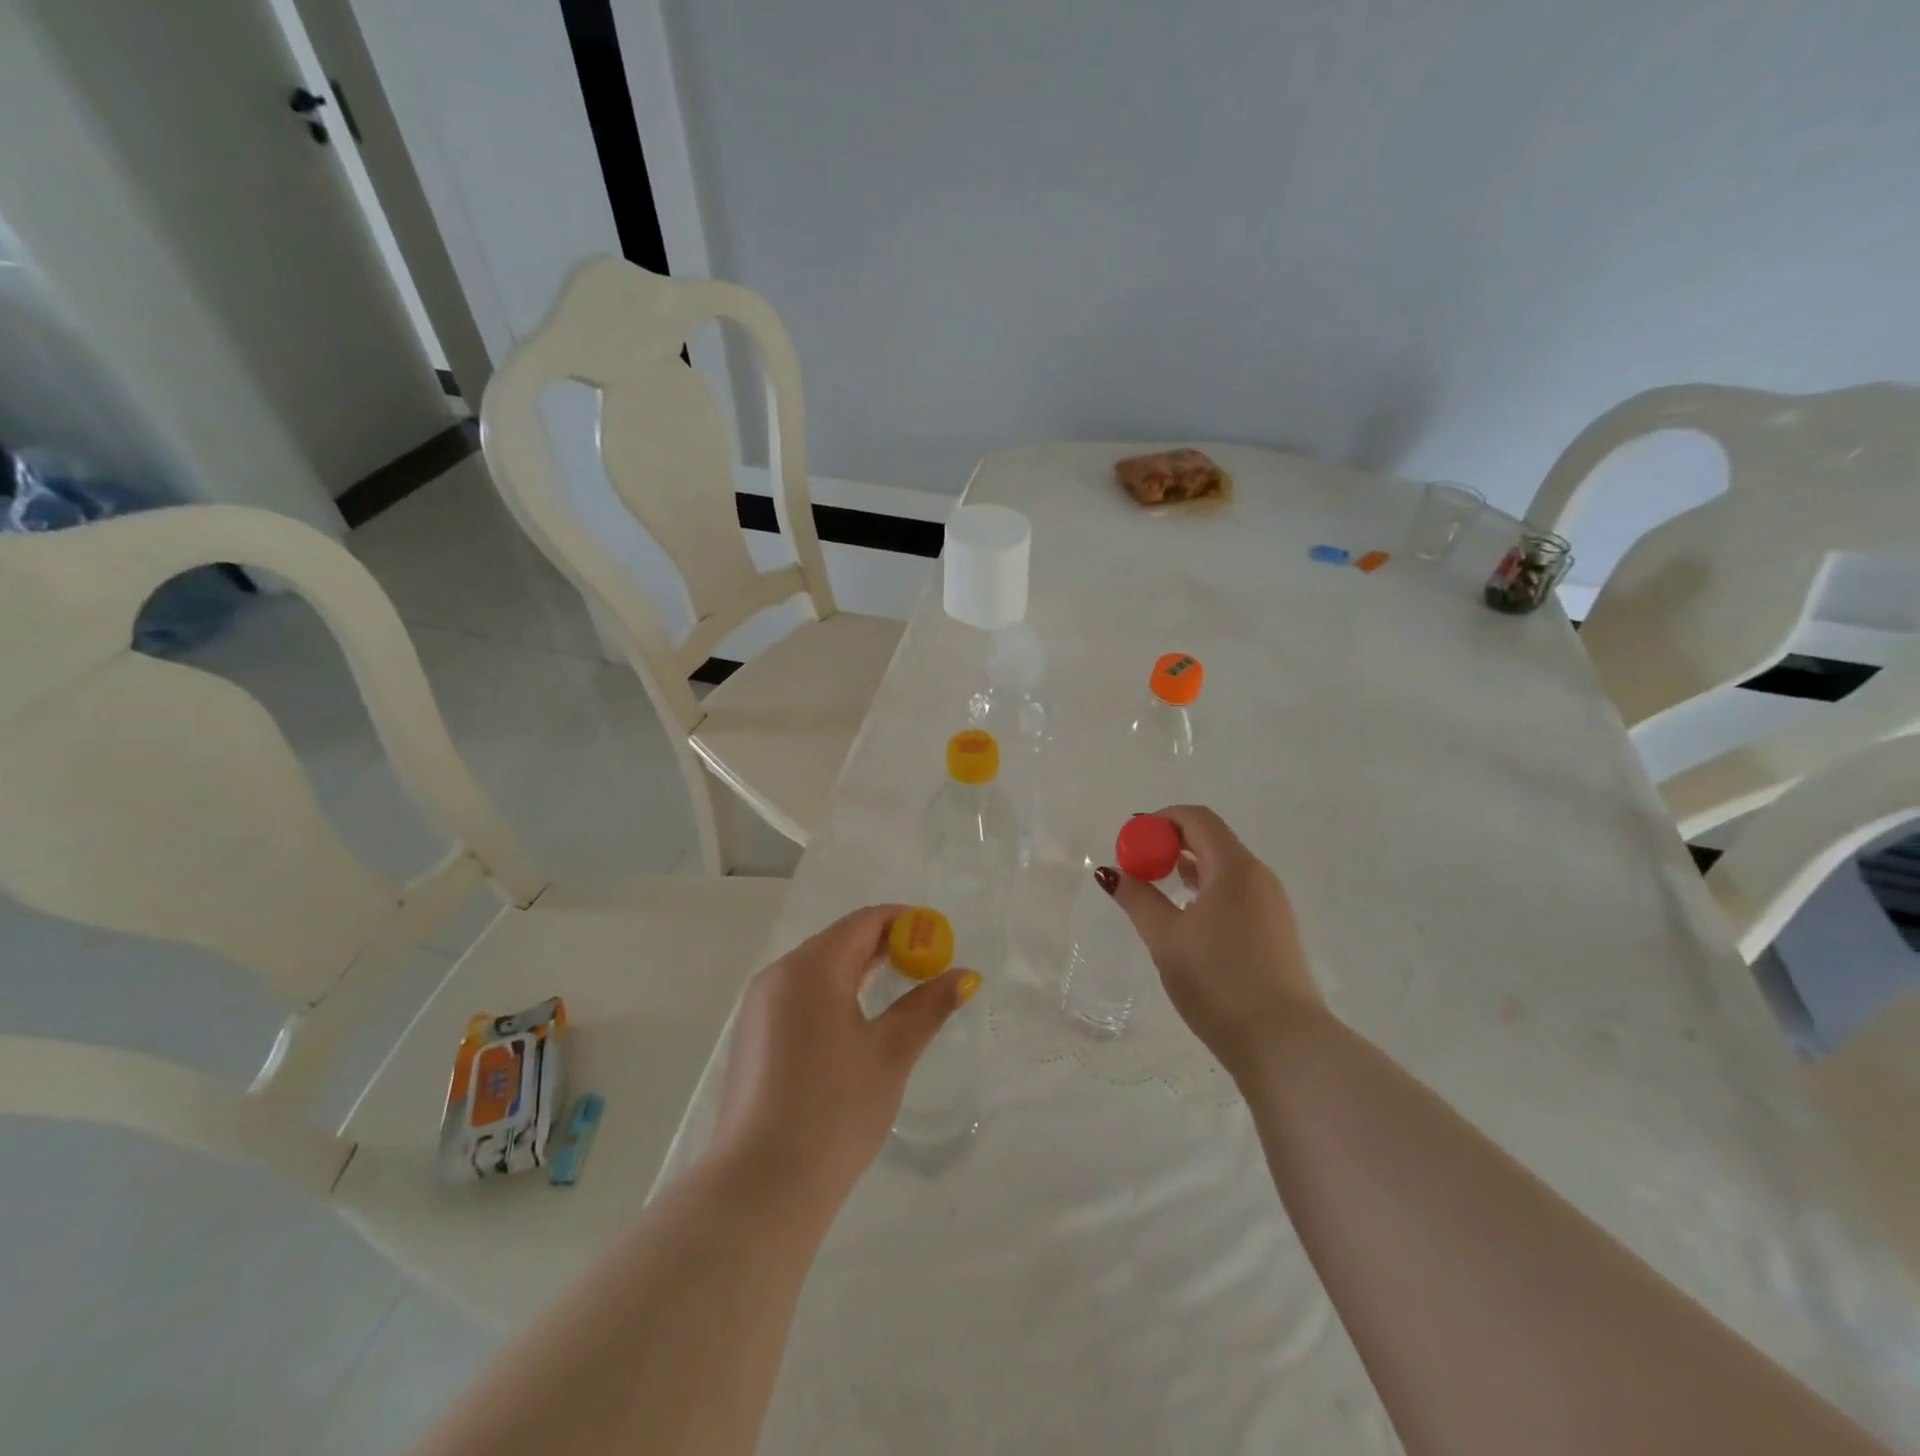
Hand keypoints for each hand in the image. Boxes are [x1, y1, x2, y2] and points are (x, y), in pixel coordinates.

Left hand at [710, 905, 977, 1211]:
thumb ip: (928, 1006)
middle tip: (927, 964)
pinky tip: (856, 1020)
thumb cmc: (835, 1111)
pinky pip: (800, 994)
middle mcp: (778, 974)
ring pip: (818, 968)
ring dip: (860, 969)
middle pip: (840, 940)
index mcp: (811, 967)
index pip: (864, 921)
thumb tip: (966, 976)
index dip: (906, 923)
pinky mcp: (753, 1035)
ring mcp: (759, 1006)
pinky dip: (834, 992)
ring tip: (900, 987)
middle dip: (885, 945)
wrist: (761, 1188)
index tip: (939, 939)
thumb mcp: (891, 1054)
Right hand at [1101, 806, 1324, 1080]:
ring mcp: (1271, 903)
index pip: (1197, 819)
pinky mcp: (1275, 928)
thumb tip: (1110, 872)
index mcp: (1234, 868)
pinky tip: (1187, 916)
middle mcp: (1258, 876)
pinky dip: (1206, 888)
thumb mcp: (1166, 938)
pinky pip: (1235, 890)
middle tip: (1138, 866)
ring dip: (1187, 867)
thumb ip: (1137, 899)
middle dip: (1170, 843)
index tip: (1131, 843)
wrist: (1283, 1044)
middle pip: (1211, 838)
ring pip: (1224, 866)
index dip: (1160, 821)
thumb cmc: (1218, 982)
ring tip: (1156, 889)